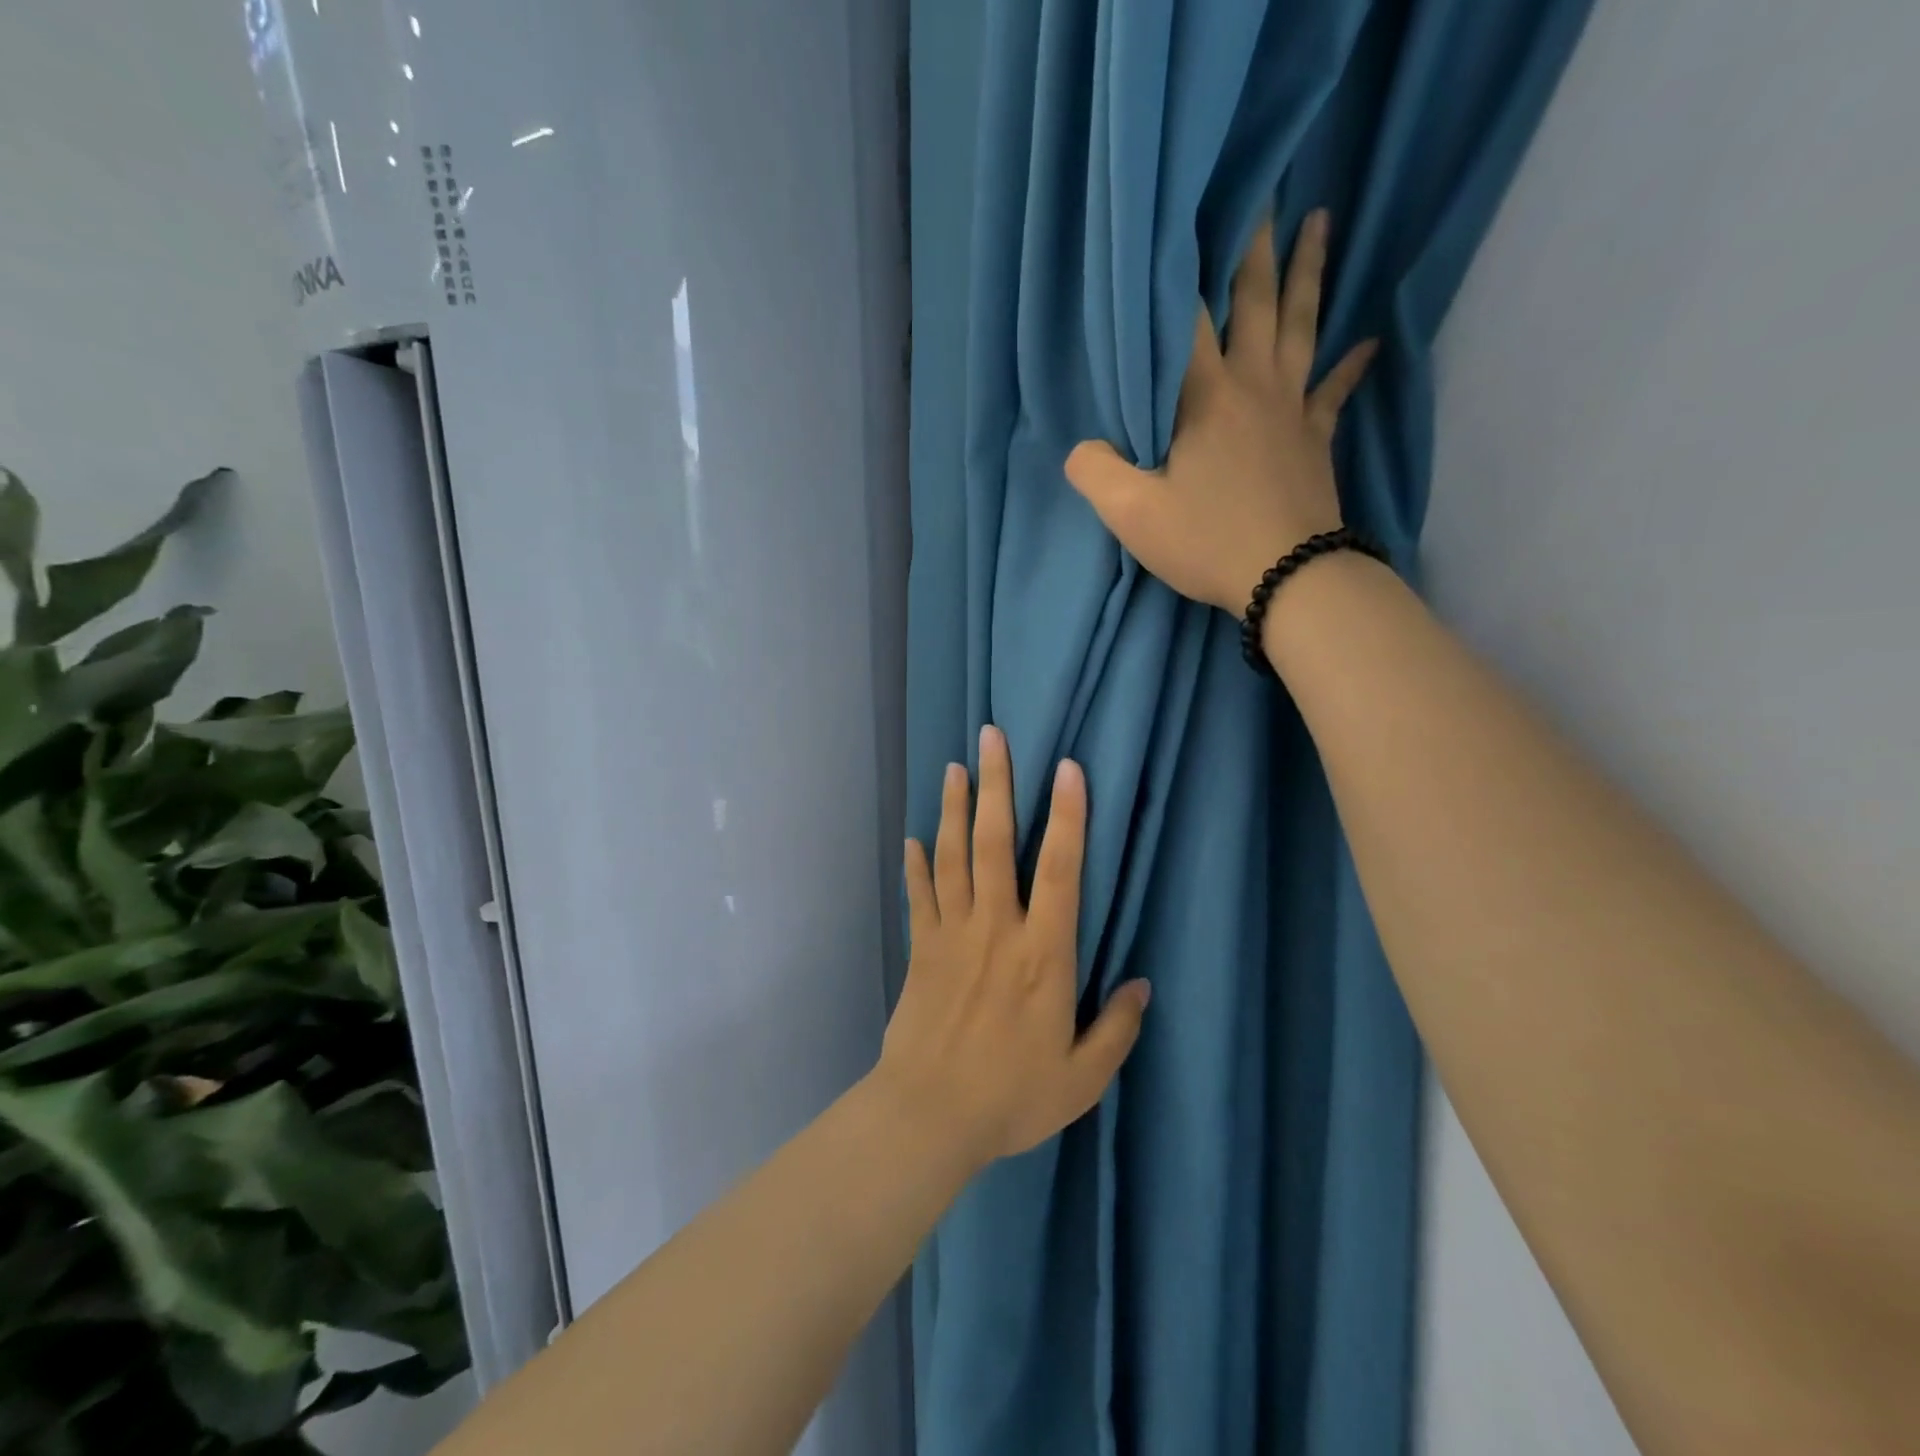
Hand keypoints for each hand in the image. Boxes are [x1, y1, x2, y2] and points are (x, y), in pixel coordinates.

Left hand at [874, 725, 1149, 1170]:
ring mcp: (952, 935)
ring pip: (953, 857)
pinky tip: (914, 839)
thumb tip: (1143, 986)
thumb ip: (1117, 1030)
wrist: (928, 1117)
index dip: (1067, 816)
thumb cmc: (1011, 1098)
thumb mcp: (1082, 1078)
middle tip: (991, 737)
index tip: (1066, 768)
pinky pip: (919, 897)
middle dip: (997, 786)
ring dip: (953, 809)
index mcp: (1043, 955)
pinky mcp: (920, 951)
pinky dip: (917, 866)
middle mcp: (996, 930)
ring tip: (954, 768)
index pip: (1060, 871)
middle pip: (994, 844)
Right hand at [1064, 209, 1376, 615]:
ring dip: (1308, 274)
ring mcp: (1291, 410)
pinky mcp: (1316, 440)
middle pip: (1256, 302)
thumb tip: (1081, 448)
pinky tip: (1369, 341)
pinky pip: (1334, 392)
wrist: (1287, 577)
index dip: (1178, 275)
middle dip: (1254, 247)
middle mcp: (1252, 387)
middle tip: (1264, 192)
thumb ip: (1095, 472)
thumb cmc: (1207, 541)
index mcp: (1204, 398)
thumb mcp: (1131, 515)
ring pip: (1301, 327)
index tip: (1179, 224)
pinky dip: (1351, 366)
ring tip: (1320, 222)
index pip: (1186, 322)